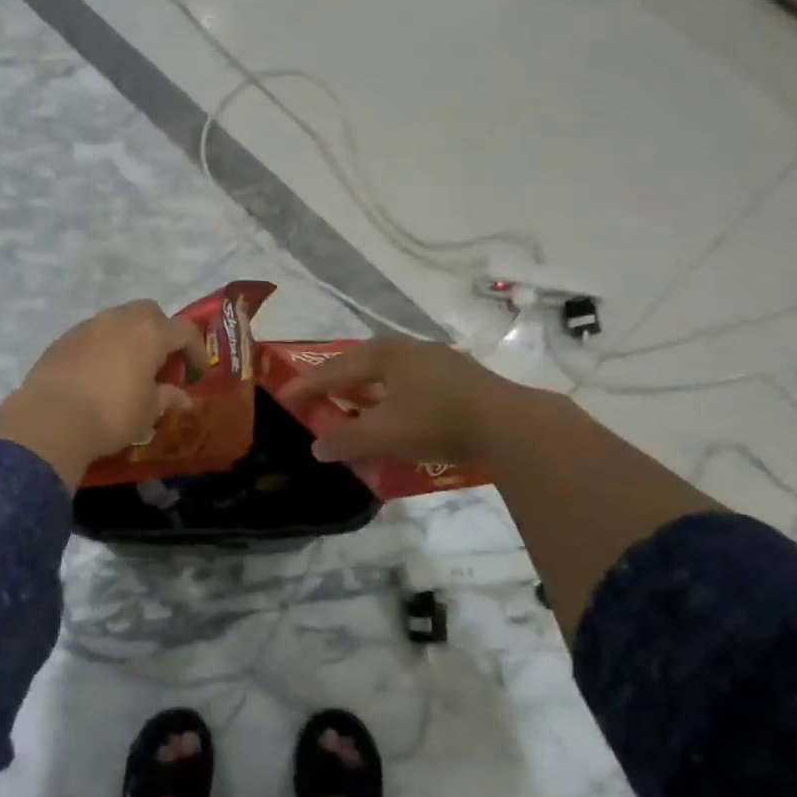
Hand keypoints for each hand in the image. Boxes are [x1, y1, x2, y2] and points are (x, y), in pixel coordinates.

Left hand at [0, 300, 203, 487]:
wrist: (51, 420)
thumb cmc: (112, 414)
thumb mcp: (148, 411)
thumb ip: (167, 398)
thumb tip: (181, 396)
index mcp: (149, 333)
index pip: (184, 331)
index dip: (196, 350)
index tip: (197, 373)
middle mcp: (119, 320)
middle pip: (150, 313)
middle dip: (162, 333)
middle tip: (162, 364)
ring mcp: (88, 326)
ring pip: (118, 321)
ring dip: (130, 339)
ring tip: (130, 370)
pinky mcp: (63, 339)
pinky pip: (93, 335)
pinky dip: (104, 348)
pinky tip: (100, 375)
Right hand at [280, 337, 521, 466]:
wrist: (511, 425)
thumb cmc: (437, 421)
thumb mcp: (383, 434)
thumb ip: (346, 440)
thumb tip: (317, 447)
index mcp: (385, 355)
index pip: (334, 368)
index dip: (308, 385)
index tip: (285, 397)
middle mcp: (409, 349)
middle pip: (362, 363)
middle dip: (338, 381)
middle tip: (320, 397)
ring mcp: (439, 361)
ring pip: (390, 373)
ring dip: (368, 389)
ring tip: (355, 406)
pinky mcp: (461, 378)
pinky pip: (412, 383)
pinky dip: (393, 397)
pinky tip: (398, 414)